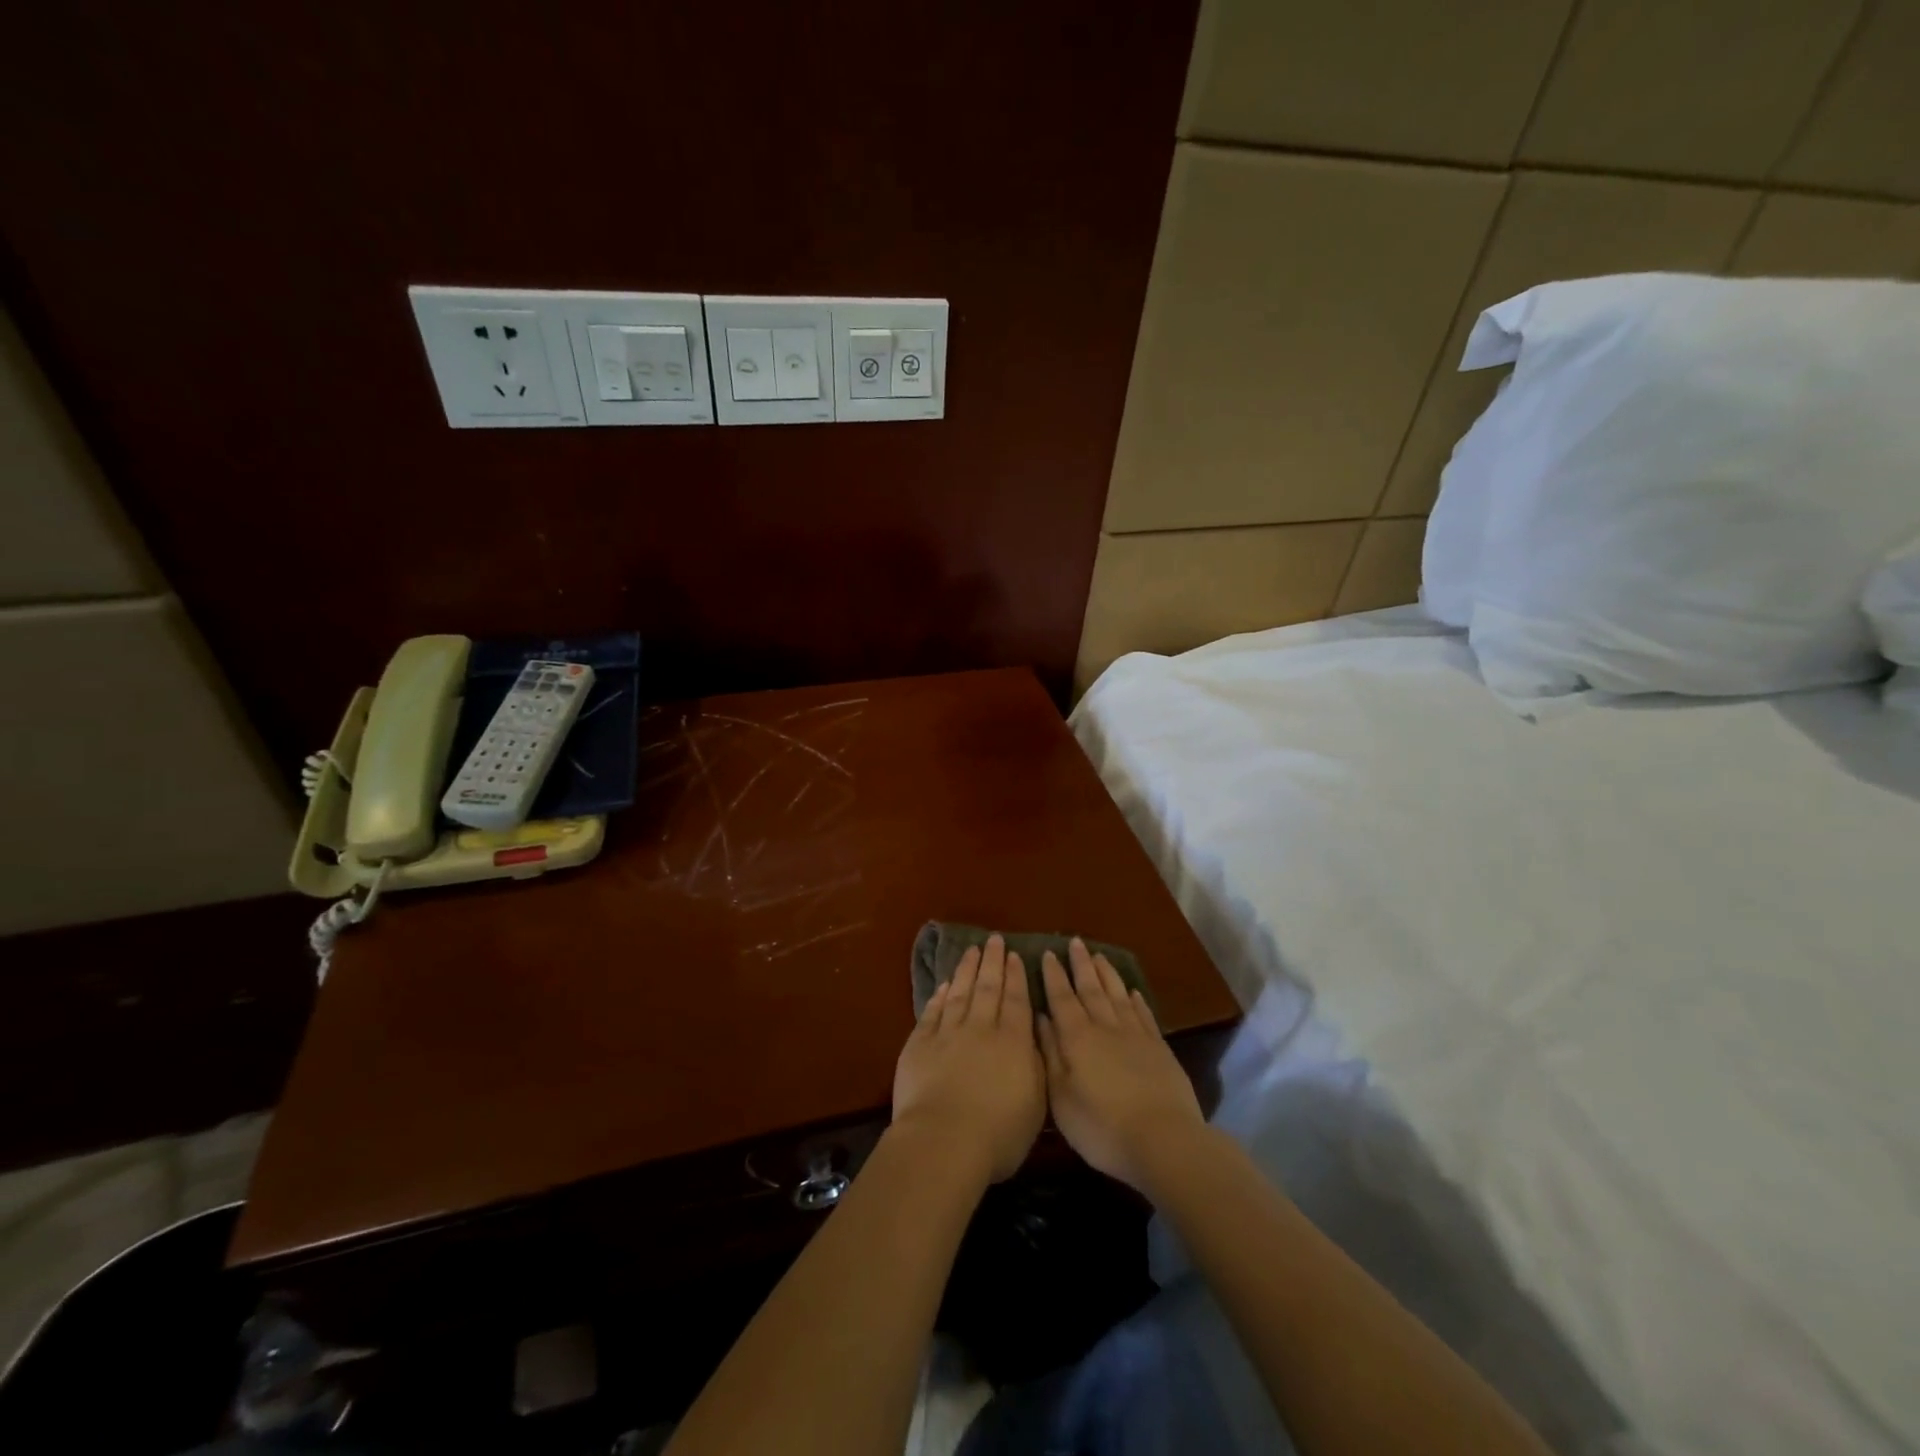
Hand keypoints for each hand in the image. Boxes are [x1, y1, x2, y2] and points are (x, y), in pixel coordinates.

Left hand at [892, 934, 1046, 1183]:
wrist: (944, 1141)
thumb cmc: (998, 1133)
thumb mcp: (1036, 1103)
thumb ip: (1036, 1065)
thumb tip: (1033, 1037)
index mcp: (1013, 1042)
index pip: (1017, 1000)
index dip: (1016, 976)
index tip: (1015, 955)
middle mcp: (981, 1028)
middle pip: (988, 988)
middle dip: (993, 962)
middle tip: (994, 939)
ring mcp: (948, 1034)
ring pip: (960, 993)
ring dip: (967, 970)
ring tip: (972, 950)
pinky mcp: (919, 1044)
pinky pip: (932, 1012)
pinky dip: (939, 997)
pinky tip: (944, 985)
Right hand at [1038, 939, 1204, 1191]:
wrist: (1163, 1140)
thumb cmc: (1102, 1126)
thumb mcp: (1061, 1097)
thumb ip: (1050, 1055)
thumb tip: (1040, 1019)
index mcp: (1078, 1038)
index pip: (1062, 998)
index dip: (1054, 975)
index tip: (1048, 953)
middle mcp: (1105, 1027)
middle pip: (1091, 988)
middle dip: (1081, 964)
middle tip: (1075, 941)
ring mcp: (1136, 1035)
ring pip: (1117, 995)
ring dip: (1107, 974)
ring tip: (1099, 955)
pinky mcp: (1159, 1048)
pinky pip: (1143, 1014)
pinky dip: (1135, 999)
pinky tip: (1132, 991)